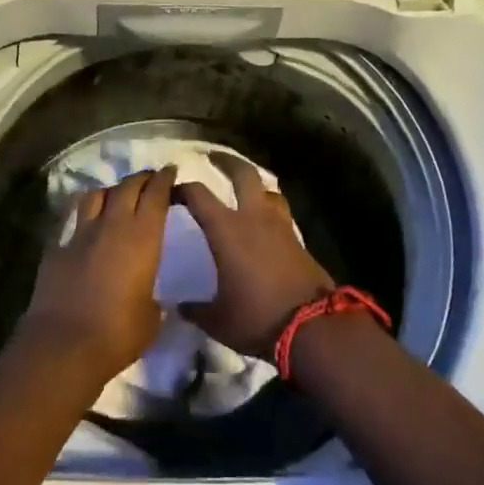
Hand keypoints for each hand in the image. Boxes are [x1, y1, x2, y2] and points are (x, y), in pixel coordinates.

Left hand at [18, 167, 176, 384]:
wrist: (64, 344)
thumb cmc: (118, 333)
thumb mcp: (151, 317)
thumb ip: (152, 297)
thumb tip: (148, 296)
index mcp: (143, 237)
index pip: (156, 195)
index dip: (164, 180)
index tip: (170, 171)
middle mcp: (113, 226)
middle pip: (127, 187)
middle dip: (141, 179)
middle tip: (149, 179)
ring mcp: (81, 234)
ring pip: (96, 195)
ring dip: (110, 191)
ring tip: (116, 196)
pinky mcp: (56, 248)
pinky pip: (71, 221)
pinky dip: (81, 218)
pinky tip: (84, 226)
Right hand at [176, 153, 334, 360]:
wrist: (312, 327)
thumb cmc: (257, 317)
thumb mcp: (218, 319)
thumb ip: (196, 309)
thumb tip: (180, 306)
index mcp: (227, 229)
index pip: (198, 195)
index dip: (181, 189)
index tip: (171, 191)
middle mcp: (254, 218)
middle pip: (243, 173)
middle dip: (226, 161)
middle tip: (212, 157)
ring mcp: (281, 226)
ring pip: (268, 190)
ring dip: (254, 184)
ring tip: (244, 188)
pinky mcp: (299, 240)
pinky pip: (280, 212)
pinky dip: (268, 208)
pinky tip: (264, 221)